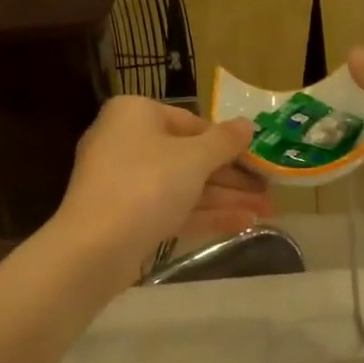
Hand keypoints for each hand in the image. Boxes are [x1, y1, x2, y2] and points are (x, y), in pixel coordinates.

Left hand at [56, 97, 270, 269]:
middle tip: (269, 192)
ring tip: (268, 212)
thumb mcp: (194, 158)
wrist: (94, 248)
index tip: (259, 161)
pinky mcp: (127, 216)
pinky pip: (172, 208)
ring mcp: (125, 181)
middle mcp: (127, 141)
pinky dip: (206, 214)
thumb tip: (248, 125)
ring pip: (184, 185)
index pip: (193, 123)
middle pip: (190, 156)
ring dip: (226, 198)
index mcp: (136, 113)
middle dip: (233, 177)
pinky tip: (244, 224)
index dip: (230, 144)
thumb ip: (225, 141)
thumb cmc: (147, 185)